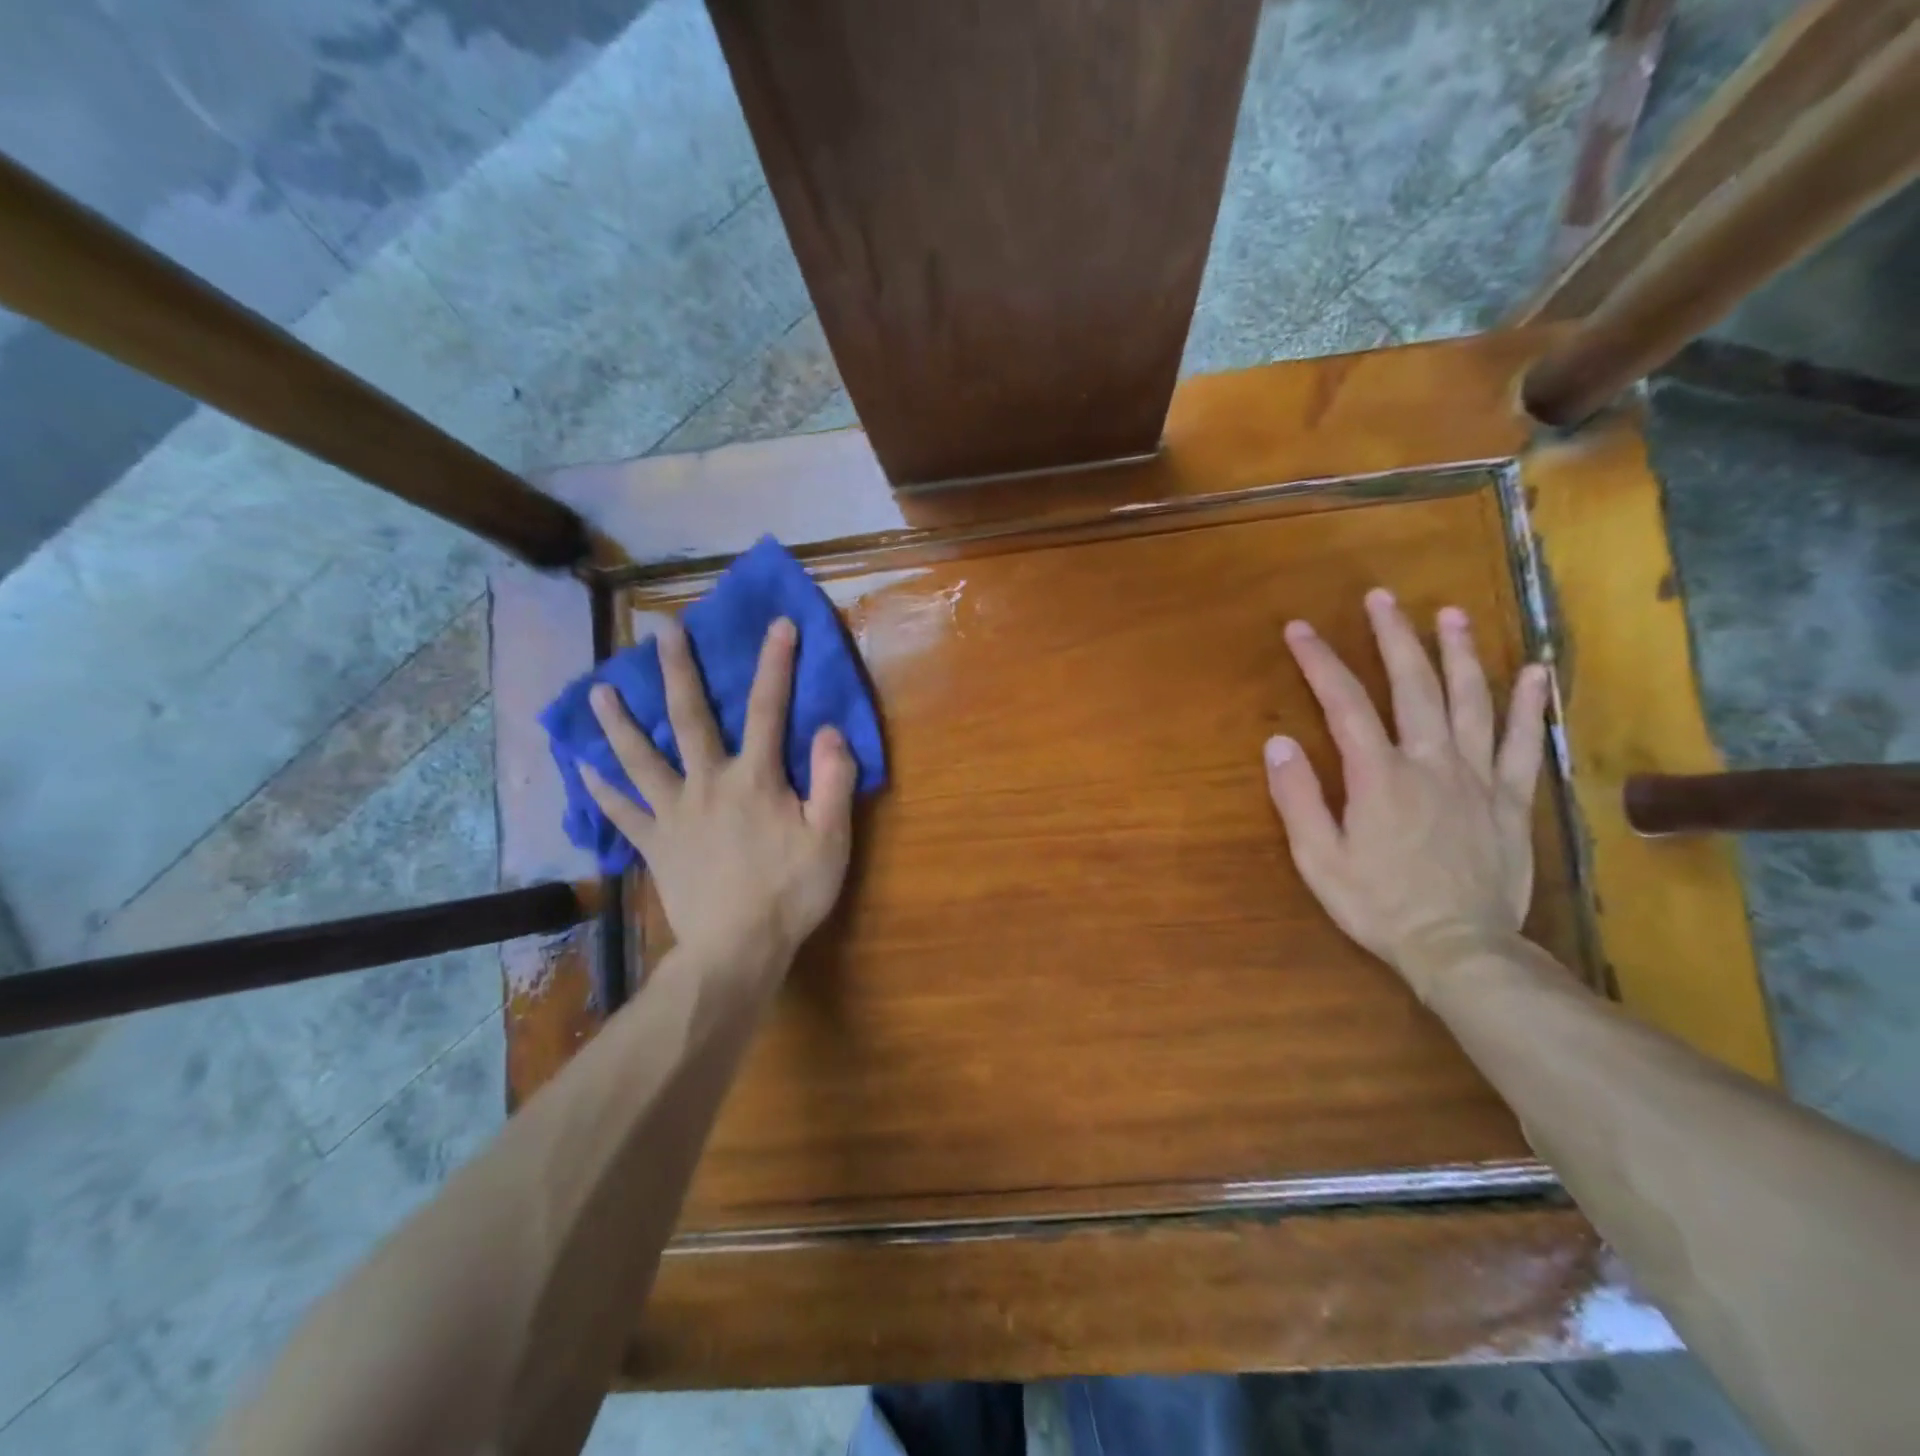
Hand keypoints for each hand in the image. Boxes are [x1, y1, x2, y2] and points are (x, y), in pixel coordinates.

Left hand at [580, 617, 856, 969]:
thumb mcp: (831, 837)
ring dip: (619, 722)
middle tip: (661, 631)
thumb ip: (833, 780)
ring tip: (598, 691)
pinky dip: (600, 789)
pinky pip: (621, 812)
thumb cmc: (792, 891)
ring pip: (639, 758)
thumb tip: (828, 730)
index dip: (776, 664)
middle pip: (689, 717)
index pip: (769, 709)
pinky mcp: (654, 843)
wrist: (738, 948)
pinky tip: (582, 768)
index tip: (778, 624)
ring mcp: (674, 812)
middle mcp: (708, 783)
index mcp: (756, 778)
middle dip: (678, 670)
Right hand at [1263, 588, 1549, 1000]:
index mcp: (1378, 774)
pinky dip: (1527, 705)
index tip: (1299, 629)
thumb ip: (1298, 797)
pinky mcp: (1509, 800)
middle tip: (1381, 598)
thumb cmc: (1377, 904)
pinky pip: (1520, 743)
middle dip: (1393, 637)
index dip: (1319, 661)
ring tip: (1449, 613)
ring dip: (1457, 653)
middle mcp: (1429, 762)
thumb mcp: (1318, 857)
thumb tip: (1278, 741)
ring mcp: (1475, 777)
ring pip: (1469, 701)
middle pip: (1412, 685)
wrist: (1458, 949)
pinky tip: (1532, 671)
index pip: (1343, 702)